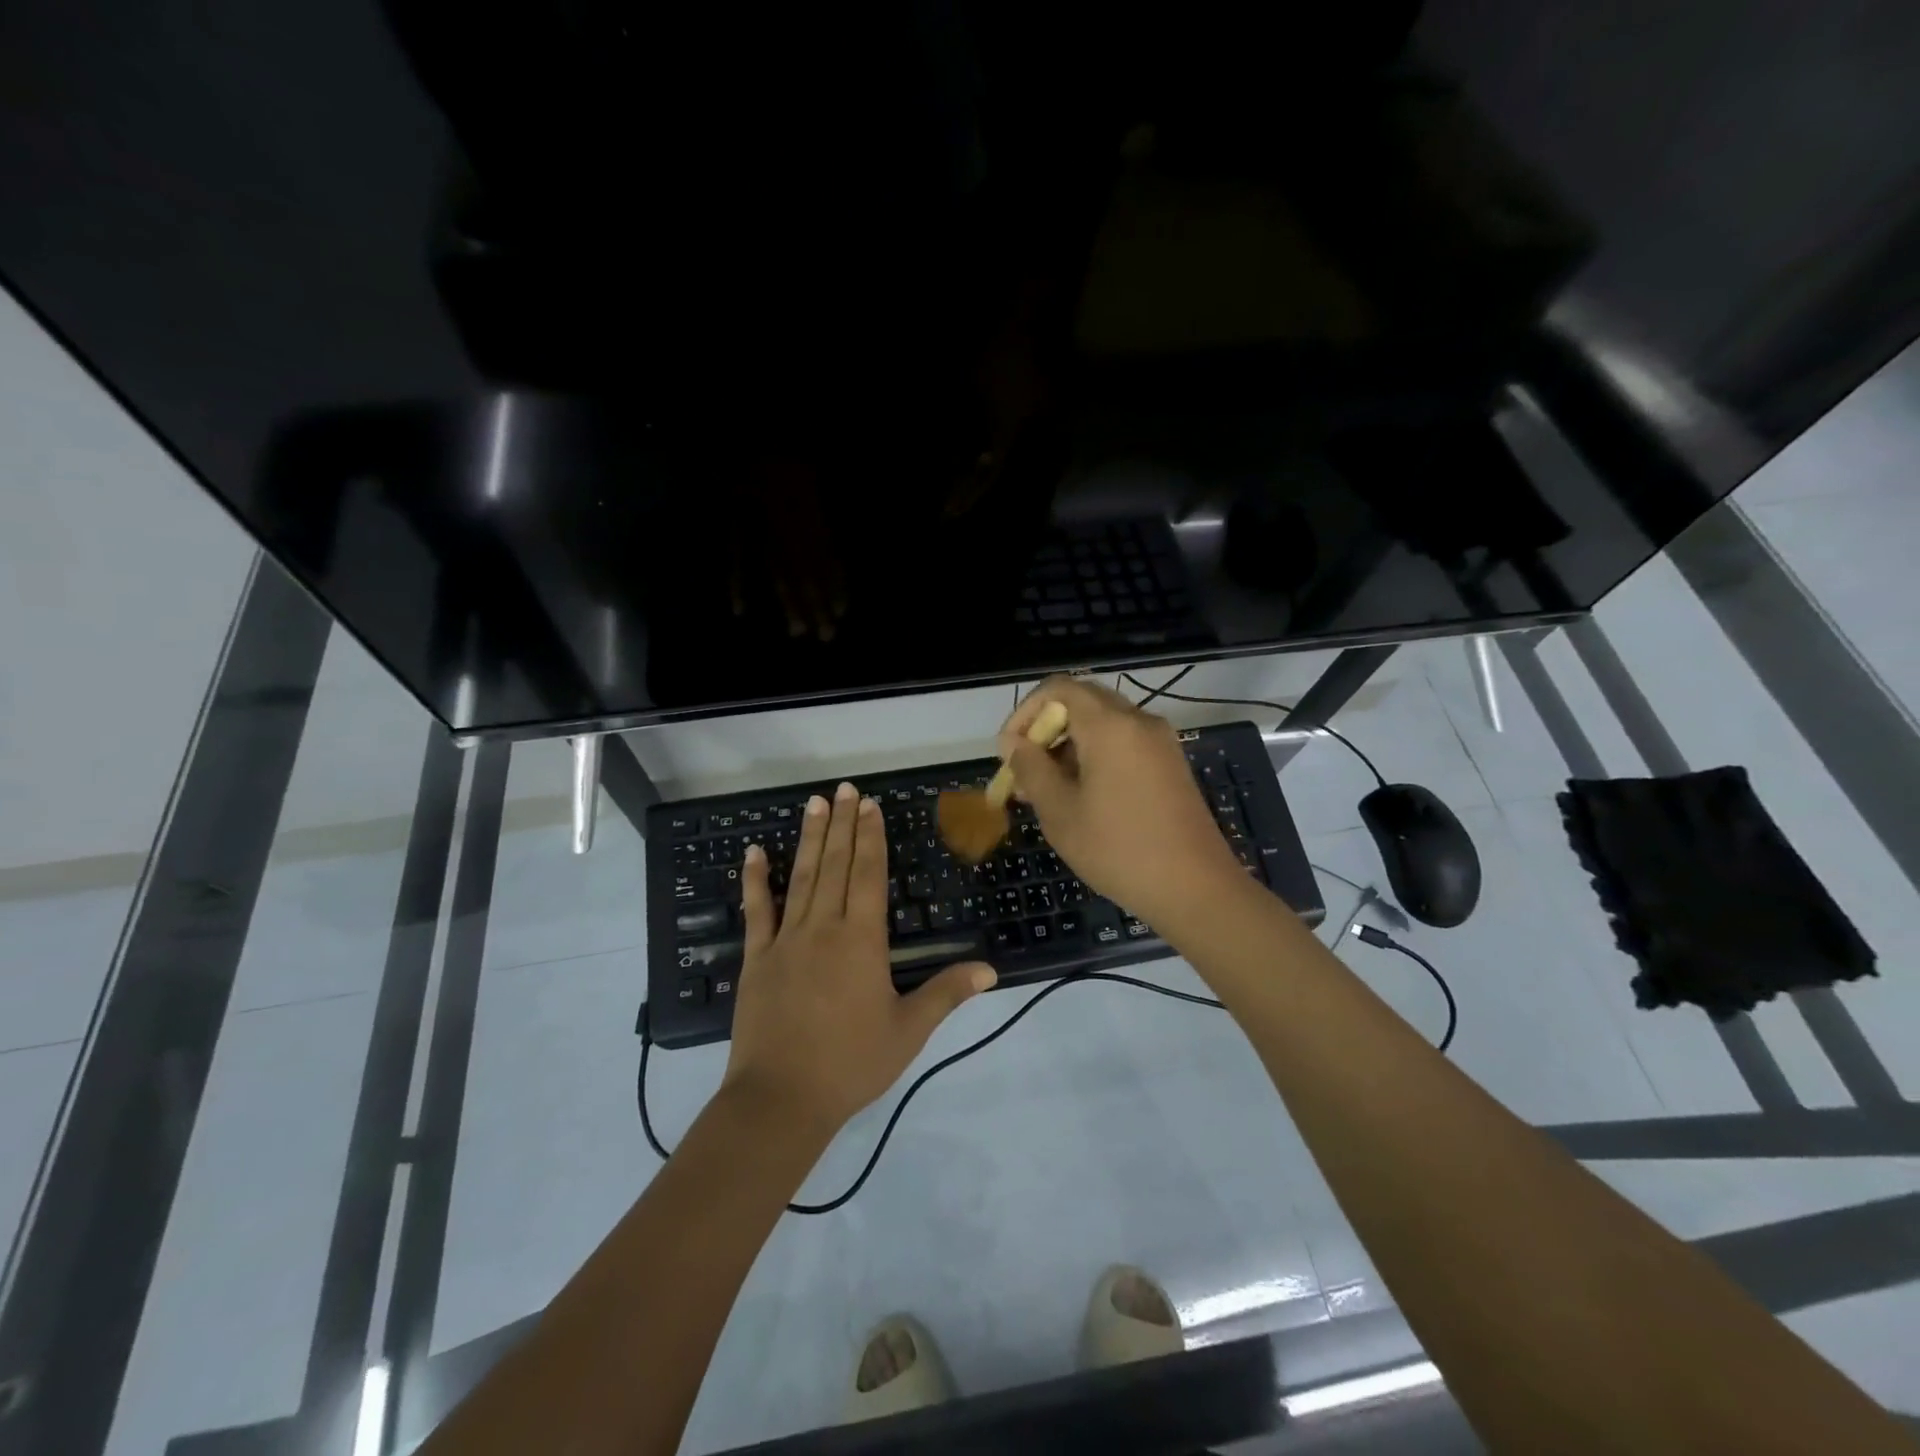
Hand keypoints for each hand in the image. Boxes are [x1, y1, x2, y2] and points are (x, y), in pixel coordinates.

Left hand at [723, 781, 996, 1133]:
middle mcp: (824, 928)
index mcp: (862, 941)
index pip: (869, 876)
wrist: (781, 1099)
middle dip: (843, 824)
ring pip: (801, 878)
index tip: (870, 806)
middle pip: (836, 865)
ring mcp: (786, 940)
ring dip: (809, 838)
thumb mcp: (908, 1031)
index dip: (871, 838)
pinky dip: (754, 880)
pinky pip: (756, 911)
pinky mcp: (757, 958)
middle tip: (845, 789)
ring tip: (814, 803)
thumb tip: (990, 969)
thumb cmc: (851, 1064)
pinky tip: (753, 852)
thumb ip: (946, 994)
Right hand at [998, 676, 1244, 932]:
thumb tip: (1012, 742)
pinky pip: (1124, 743)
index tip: (1009, 752)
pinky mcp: (1170, 764)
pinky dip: (1095, 756)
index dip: (1025, 713)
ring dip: (1068, 746)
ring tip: (1046, 791)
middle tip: (1024, 771)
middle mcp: (1138, 721)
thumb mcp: (1060, 812)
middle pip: (1081, 702)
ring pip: (1103, 724)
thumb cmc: (1118, 849)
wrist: (1196, 889)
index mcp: (1110, 725)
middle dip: (1045, 730)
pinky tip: (1081, 796)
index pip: (1058, 689)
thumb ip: (1031, 768)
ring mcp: (1159, 742)